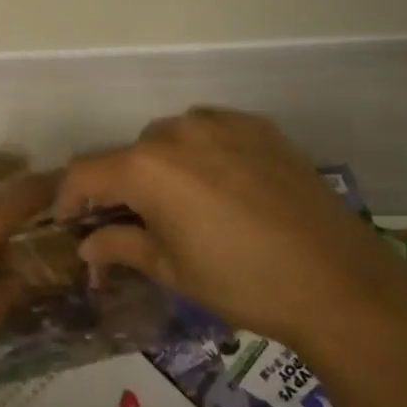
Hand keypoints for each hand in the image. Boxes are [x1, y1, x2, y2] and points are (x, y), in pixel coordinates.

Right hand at [57, 107, 406, 352]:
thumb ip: (122, 247)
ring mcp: (222, 124)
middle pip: (129, 153)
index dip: (68, 198)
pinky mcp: (260, 127)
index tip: (70, 224)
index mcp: (147, 167)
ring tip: (184, 204)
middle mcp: (177, 132)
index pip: (85, 172)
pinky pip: (212, 131)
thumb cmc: (243, 283)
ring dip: (163, 165)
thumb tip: (87, 246)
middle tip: (135, 223)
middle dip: (122, 186)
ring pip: (170, 138)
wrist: (338, 282)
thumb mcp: (173, 271)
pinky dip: (202, 152)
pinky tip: (223, 186)